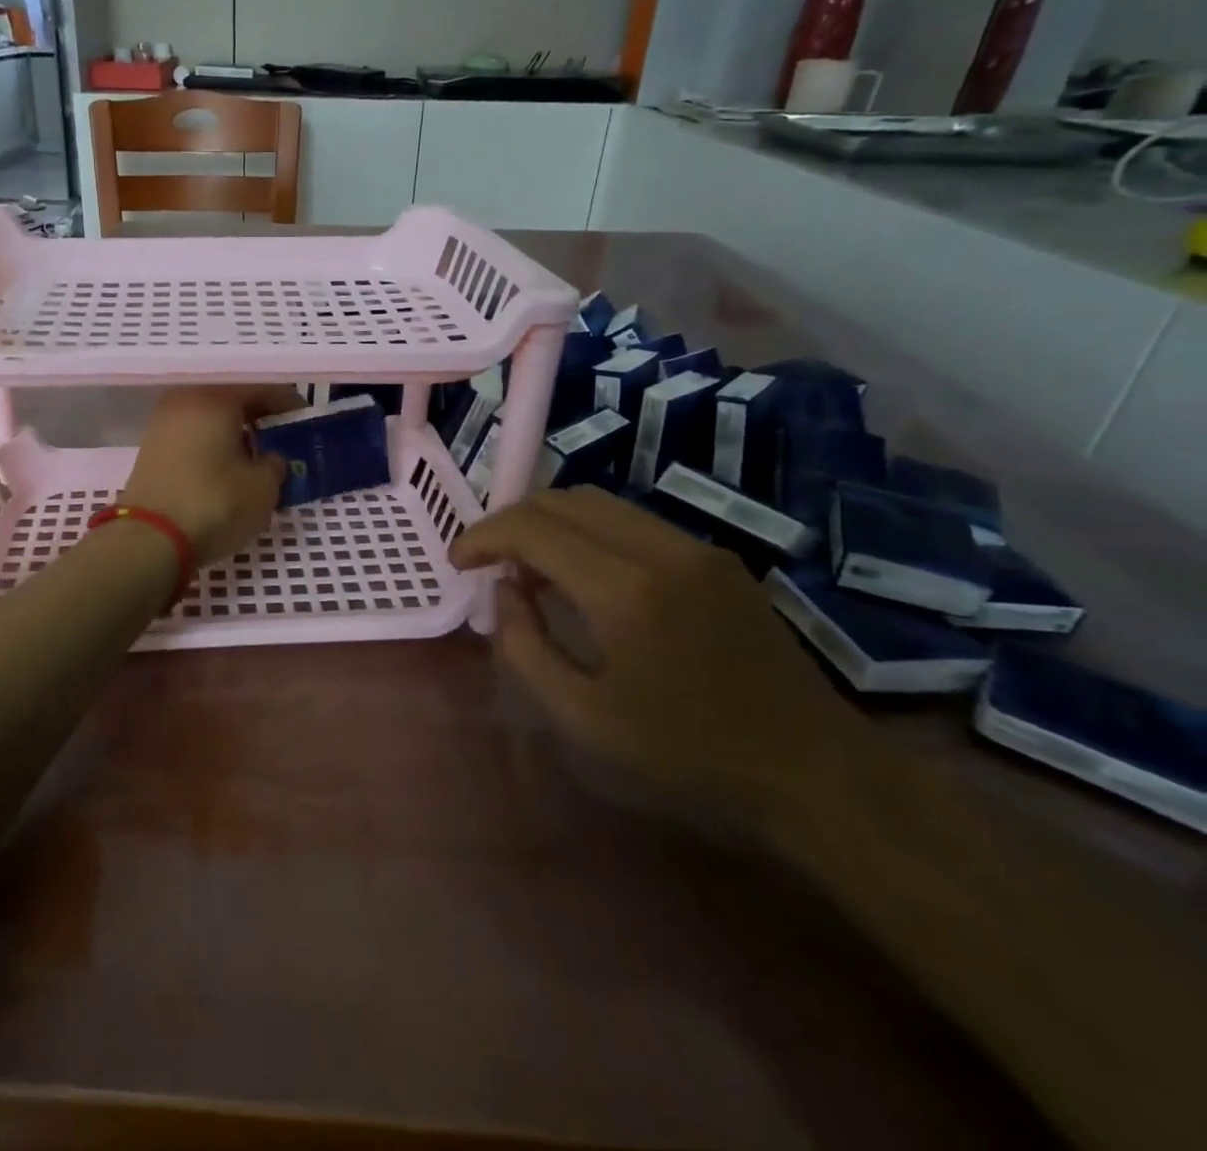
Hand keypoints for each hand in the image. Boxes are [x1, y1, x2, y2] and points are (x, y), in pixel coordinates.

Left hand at [120, 387, 299, 563]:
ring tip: (258, 459)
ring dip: (236, 434)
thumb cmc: (215, 503)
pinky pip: (194, 436)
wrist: (150, 539)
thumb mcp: (264, 487)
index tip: (307, 423)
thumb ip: (275, 464)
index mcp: (217, 396)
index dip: (291, 406)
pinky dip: (214, 446)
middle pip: (234, 400)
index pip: (264, 389)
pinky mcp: (151, 449)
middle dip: (262, 419)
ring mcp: (163, 423)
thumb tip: (270, 459)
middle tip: (284, 441)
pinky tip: (228, 469)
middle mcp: (186, 399)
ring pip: (212, 419)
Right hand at [450, 487, 862, 832]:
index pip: (532, 528)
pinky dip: (587, 532)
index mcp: (624, 590)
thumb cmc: (687, 754)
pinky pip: (631, 522)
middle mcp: (659, 549)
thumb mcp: (583, 718)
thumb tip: (504, 590)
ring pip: (597, 503)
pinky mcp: (714, 556)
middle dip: (511, 522)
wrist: (813, 771)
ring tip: (529, 569)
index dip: (483, 536)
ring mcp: (693, 547)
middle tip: (488, 564)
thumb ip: (524, 646)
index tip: (458, 562)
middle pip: (562, 500)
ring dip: (549, 523)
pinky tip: (582, 575)